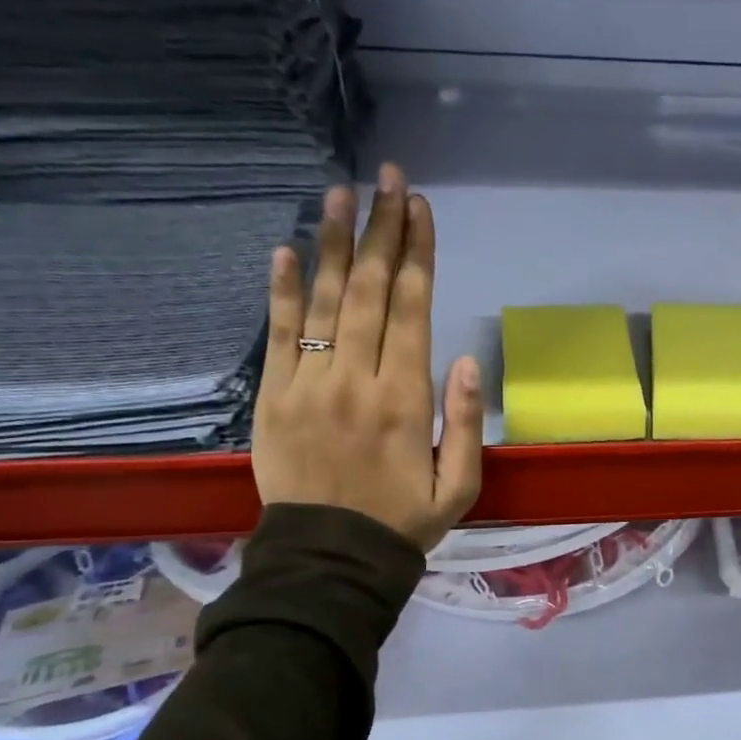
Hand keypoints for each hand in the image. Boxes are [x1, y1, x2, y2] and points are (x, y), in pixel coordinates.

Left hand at [252, 163, 483, 551]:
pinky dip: (280, 291)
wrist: (330, 561)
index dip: (416, 255)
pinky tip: (284, 250)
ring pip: (322, 301)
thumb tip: (468, 359)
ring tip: (339, 192)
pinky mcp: (272, 399)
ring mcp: (308, 386)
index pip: (411, 310)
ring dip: (331, 243)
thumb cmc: (404, 522)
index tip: (418, 208)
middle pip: (368, 291)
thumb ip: (466, 422)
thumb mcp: (460, 485)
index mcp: (406, 400)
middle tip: (386, 178)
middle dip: (380, 230)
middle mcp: (356, 380)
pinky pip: (276, 335)